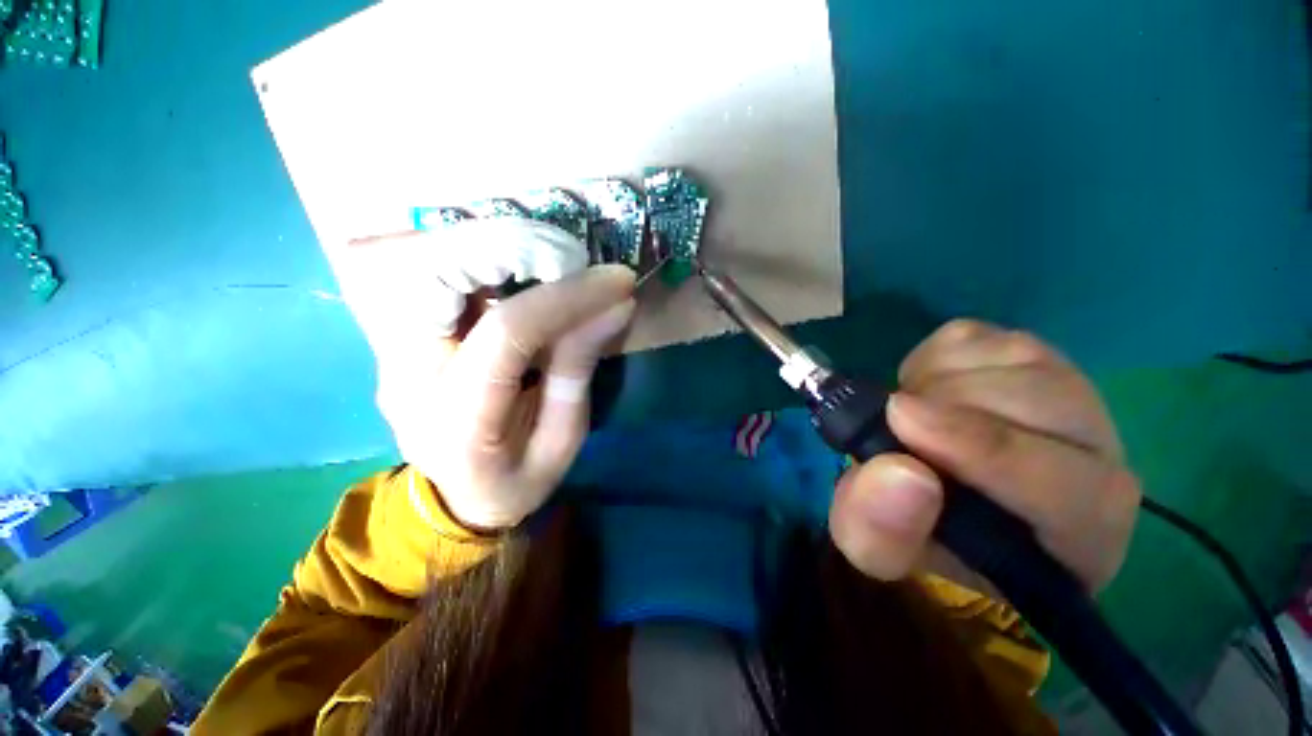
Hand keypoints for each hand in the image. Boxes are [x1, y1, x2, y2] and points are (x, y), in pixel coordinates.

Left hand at [335, 219, 635, 528]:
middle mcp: (406, 374)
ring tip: (551, 259)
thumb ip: (579, 369)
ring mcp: (391, 349)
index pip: (506, 332)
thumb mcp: (562, 441)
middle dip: (513, 249)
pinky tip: (519, 268)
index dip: (565, 297)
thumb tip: (616, 306)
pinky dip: (478, 257)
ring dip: (493, 246)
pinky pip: (429, 272)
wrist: (453, 500)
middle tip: (572, 258)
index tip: (616, 282)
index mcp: (457, 420)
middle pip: (438, 275)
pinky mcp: (398, 334)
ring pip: (423, 261)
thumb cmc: (515, 480)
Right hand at [828, 320, 1140, 591]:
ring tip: (909, 418)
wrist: (934, 500)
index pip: (1067, 483)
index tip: (901, 420)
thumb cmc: (919, 538)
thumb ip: (880, 530)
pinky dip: (928, 360)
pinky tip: (924, 394)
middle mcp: (1098, 455)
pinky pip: (972, 336)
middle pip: (1040, 399)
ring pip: (1007, 356)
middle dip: (944, 406)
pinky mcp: (1025, 355)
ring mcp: (1067, 393)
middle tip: (894, 426)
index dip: (982, 446)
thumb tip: (897, 470)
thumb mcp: (877, 551)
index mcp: (1080, 532)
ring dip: (932, 383)